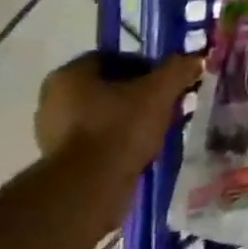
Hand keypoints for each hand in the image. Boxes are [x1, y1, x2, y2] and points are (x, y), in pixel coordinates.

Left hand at [35, 52, 203, 182]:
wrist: (90, 189)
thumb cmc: (120, 128)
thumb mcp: (159, 93)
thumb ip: (177, 70)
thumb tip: (195, 58)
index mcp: (69, 75)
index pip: (112, 59)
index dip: (144, 66)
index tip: (165, 82)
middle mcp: (53, 100)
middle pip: (107, 88)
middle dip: (137, 95)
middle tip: (164, 105)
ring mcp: (52, 133)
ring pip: (102, 116)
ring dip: (128, 120)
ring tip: (156, 130)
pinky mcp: (59, 163)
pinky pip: (96, 142)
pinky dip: (117, 143)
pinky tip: (140, 151)